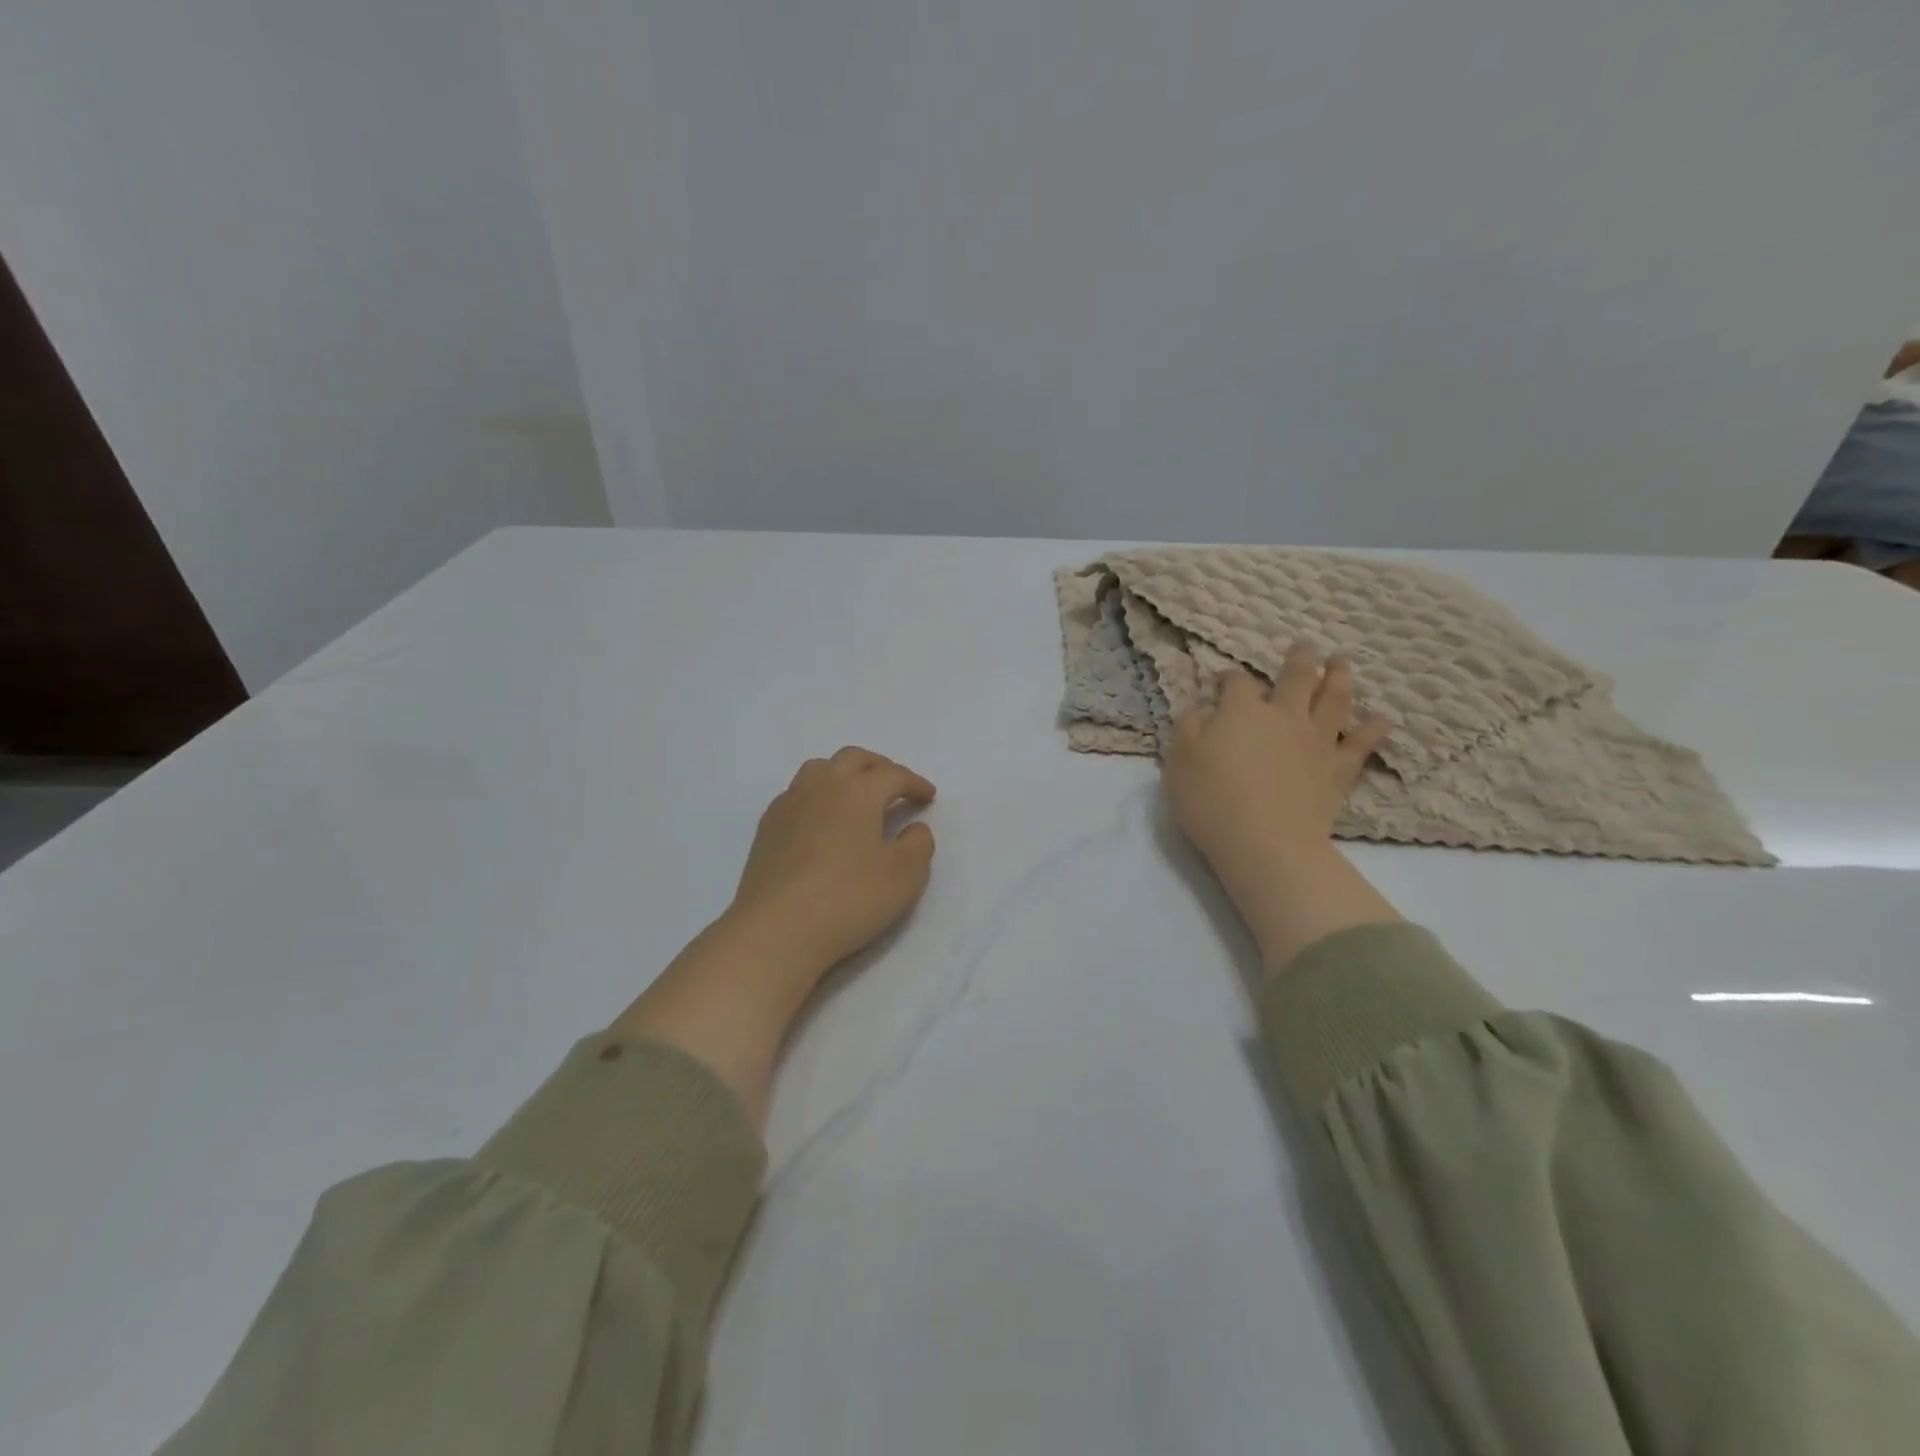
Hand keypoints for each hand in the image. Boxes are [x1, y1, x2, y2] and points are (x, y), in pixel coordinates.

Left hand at [728, 747, 937, 978]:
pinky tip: (822, 822)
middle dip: (879, 767)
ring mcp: (788, 804)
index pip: (893, 775)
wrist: (776, 930)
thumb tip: (914, 828)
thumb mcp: (905, 876)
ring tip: (856, 797)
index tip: (928, 797)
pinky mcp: (767, 827)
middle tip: (895, 786)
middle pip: (853, 759)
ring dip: (844, 774)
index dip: (915, 783)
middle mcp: (821, 786)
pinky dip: (818, 797)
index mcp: (858, 791)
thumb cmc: (848, 898)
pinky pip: (797, 795)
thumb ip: (919, 845)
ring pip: (819, 769)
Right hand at [1163, 649, 1399, 971]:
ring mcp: (1316, 742)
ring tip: (1342, 663)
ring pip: (1333, 700)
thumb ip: (1188, 729)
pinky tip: (1380, 721)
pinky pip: (1359, 745)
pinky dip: (1371, 731)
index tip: (1222, 680)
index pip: (1237, 684)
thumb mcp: (1180, 763)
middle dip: (1299, 660)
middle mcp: (1283, 717)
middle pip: (1296, 679)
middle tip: (1305, 646)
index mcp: (1242, 712)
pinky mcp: (1338, 771)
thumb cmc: (1212, 801)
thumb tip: (1199, 709)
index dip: (1229, 678)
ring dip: (1339, 678)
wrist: (1265, 842)